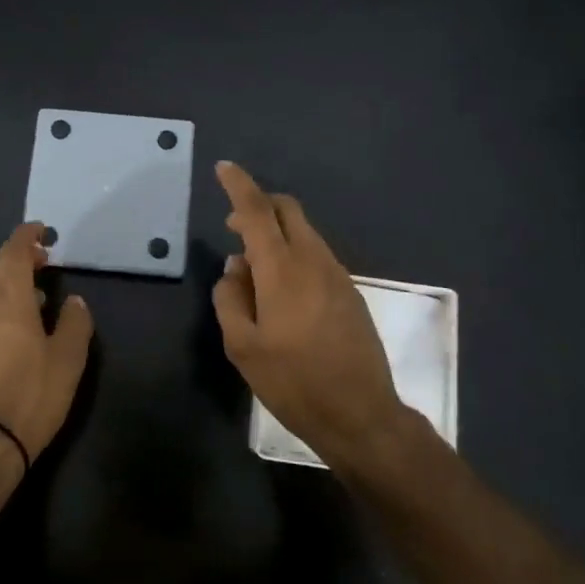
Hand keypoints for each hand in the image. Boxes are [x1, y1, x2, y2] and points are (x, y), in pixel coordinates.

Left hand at [0, 223, 93, 468]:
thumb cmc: (31, 395)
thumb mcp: (68, 360)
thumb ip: (74, 324)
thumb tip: (73, 301)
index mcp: (8, 300)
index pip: (12, 252)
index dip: (26, 235)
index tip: (43, 231)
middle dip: (14, 253)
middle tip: (42, 260)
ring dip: (6, 279)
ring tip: (36, 293)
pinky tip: (19, 325)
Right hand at [211, 161, 406, 473]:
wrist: (360, 414)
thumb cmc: (294, 382)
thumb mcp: (243, 347)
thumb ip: (230, 299)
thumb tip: (234, 268)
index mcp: (283, 270)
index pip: (259, 211)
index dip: (239, 185)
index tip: (224, 168)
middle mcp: (313, 260)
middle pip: (287, 210)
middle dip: (259, 205)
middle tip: (234, 227)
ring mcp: (337, 274)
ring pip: (304, 231)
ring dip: (276, 232)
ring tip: (253, 267)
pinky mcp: (350, 291)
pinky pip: (317, 254)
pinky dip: (294, 253)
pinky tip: (281, 288)